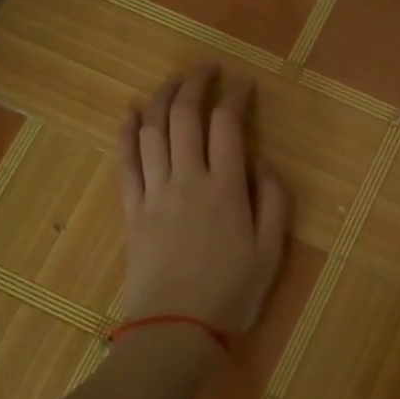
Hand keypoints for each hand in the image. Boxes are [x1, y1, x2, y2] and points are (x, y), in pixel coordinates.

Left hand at [119, 64, 289, 335]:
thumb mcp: (271, 252)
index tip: (245, 85)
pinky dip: (127, 132)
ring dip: (162, 98)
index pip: (228, 126)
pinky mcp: (132, 209)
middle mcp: (187, 180)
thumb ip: (274, 203)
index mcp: (226, 189)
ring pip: (153, 131)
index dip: (236, 98)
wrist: (176, 329)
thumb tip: (263, 165)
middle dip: (196, 84)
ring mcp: (154, 192)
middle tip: (207, 69)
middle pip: (185, 117)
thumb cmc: (231, 293)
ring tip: (174, 81)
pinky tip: (131, 112)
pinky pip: (125, 161)